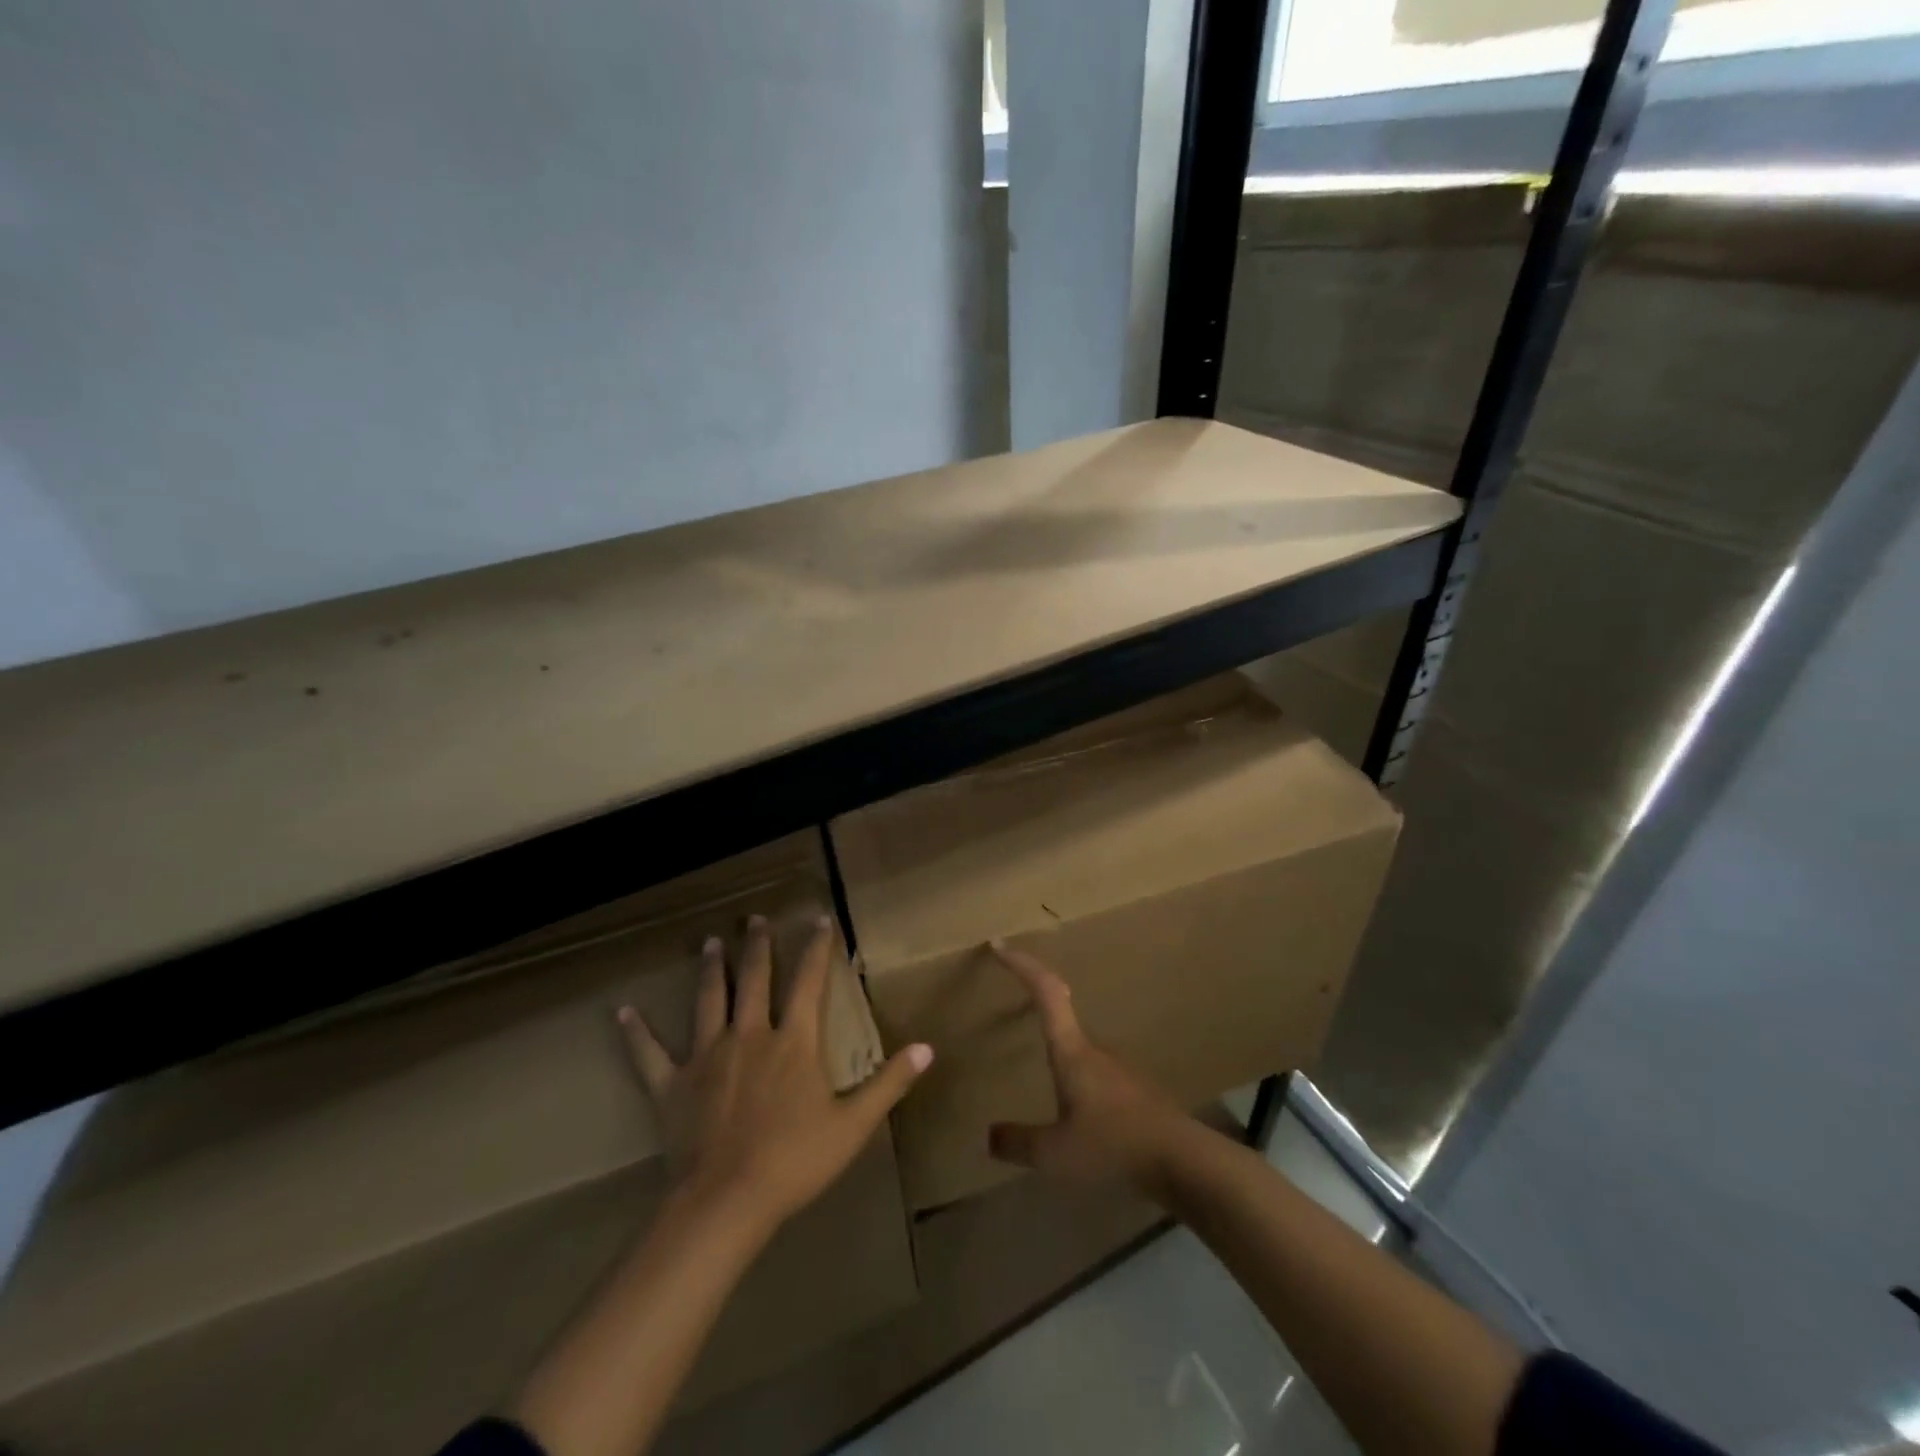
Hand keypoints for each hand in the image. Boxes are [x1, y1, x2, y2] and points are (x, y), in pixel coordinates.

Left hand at [618, 913, 932, 1237]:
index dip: (817, 948)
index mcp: (793, 1041)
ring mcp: (707, 1055)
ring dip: (712, 968)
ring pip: (709, 1000)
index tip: (820, 919)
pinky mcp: (672, 1084)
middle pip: (755, 979)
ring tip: (711, 941)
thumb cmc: (795, 1160)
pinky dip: (636, 1032)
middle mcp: (750, 1034)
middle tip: (755, 919)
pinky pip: (650, 1053)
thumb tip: (928, 1048)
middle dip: (758, 946)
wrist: (726, 1202)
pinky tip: (622, 1012)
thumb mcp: (853, 1124)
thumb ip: (889, 1082)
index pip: (809, 982)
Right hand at [985, 941, 1192, 1197]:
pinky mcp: (1134, 1091)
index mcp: (1072, 1051)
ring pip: (1079, 1047)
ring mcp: (1119, 1068)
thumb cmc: (1113, 1145)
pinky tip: (1076, 1108)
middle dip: (1037, 1002)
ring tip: (1039, 1065)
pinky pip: (1095, 1073)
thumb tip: (988, 1135)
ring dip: (1058, 1046)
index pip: (1045, 992)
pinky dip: (1077, 1077)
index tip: (1000, 945)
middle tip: (1013, 1003)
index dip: (1023, 965)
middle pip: (1062, 1012)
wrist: (1183, 1161)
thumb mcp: (1055, 1153)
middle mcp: (1095, 1049)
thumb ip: (1018, 1143)